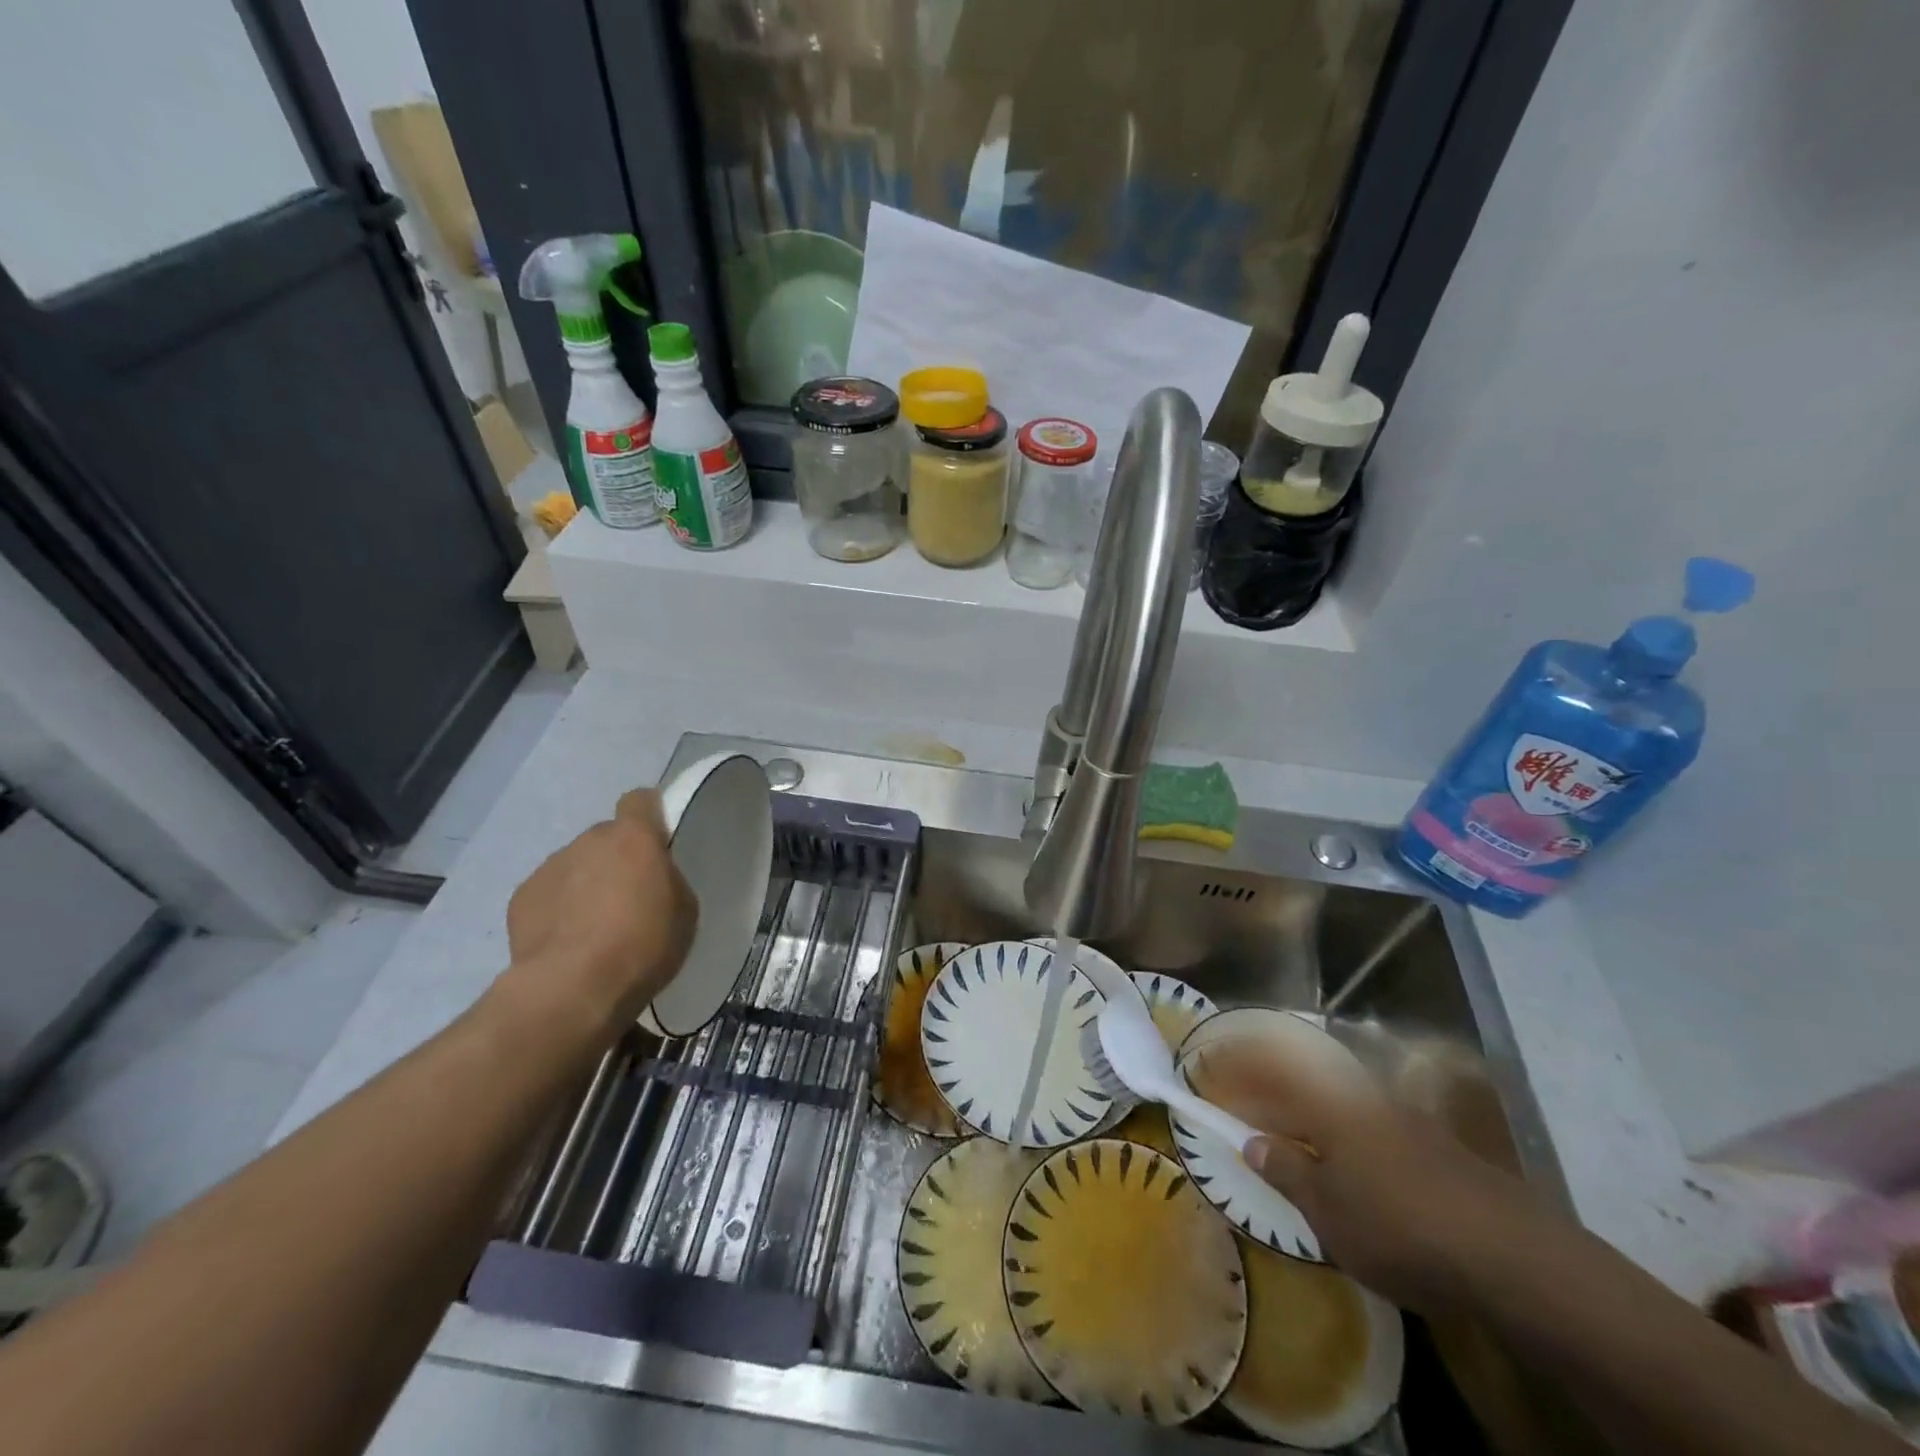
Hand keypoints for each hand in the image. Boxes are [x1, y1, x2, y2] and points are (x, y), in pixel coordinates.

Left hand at [499, 789, 697, 1040]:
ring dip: (586, 883)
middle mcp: (588, 840)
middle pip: (606, 838)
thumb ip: (668, 880)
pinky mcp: (520, 898)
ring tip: (594, 926)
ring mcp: (549, 867)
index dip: (649, 814)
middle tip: (628, 896)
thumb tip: (652, 877)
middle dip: (616, 859)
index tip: (657, 838)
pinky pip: (548, 893)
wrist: (572, 987)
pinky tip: (567, 940)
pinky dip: (558, 908)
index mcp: (633, 837)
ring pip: (575, 865)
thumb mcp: (684, 911)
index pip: (639, 800)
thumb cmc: (642, 944)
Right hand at [1196, 1036, 1546, 1313]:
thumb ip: (1285, 1169)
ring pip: (1342, 1104)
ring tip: (1297, 1141)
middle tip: (1251, 1110)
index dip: (1237, 1077)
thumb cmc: (1396, 1225)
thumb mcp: (1327, 1209)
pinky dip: (1349, 1136)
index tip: (1210, 1078)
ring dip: (1313, 1115)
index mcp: (1327, 1104)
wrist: (1510, 1254)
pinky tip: (1355, 1167)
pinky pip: (1373, 1127)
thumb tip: (1252, 1140)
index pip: (1269, 1077)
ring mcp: (1404, 1118)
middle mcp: (1362, 1098)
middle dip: (1275, 1091)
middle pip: (1306, 1082)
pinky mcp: (1438, 1146)